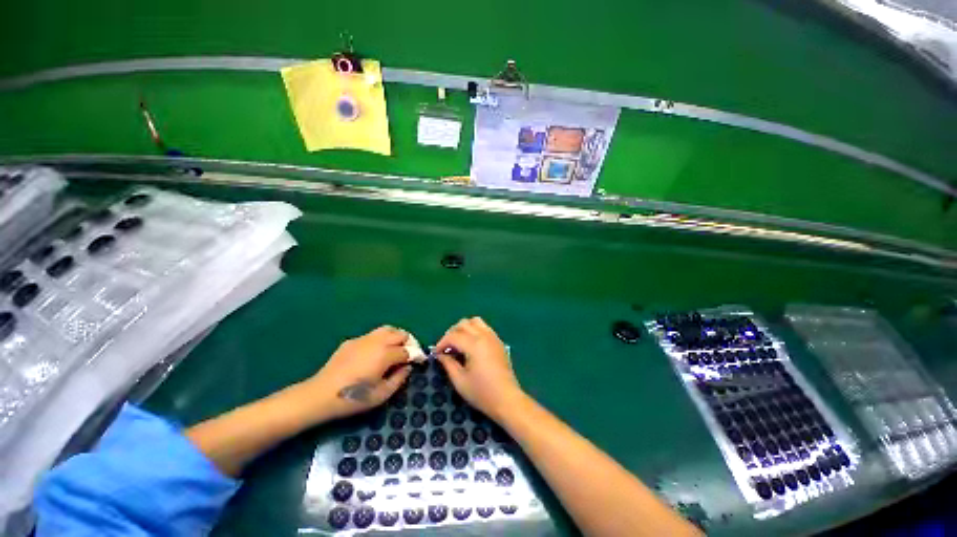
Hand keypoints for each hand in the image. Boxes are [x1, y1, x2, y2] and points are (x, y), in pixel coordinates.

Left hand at [305, 326, 411, 420]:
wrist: (320, 395)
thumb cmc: (353, 398)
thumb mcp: (381, 395)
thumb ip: (399, 378)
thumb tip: (407, 367)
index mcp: (385, 354)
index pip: (408, 350)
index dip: (417, 355)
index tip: (421, 360)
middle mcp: (377, 341)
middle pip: (400, 333)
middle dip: (409, 342)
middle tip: (409, 354)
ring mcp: (363, 339)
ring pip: (387, 329)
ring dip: (396, 336)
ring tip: (396, 348)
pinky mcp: (352, 341)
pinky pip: (373, 335)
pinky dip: (381, 339)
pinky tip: (376, 352)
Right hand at [435, 317, 524, 420]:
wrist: (506, 399)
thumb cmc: (481, 392)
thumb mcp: (460, 381)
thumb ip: (448, 364)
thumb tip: (440, 354)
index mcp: (474, 345)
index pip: (453, 335)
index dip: (441, 343)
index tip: (436, 353)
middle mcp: (484, 336)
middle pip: (463, 323)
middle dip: (451, 333)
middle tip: (446, 347)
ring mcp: (493, 337)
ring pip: (475, 321)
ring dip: (464, 328)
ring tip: (458, 342)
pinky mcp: (498, 341)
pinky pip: (484, 327)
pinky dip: (474, 330)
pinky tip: (471, 344)